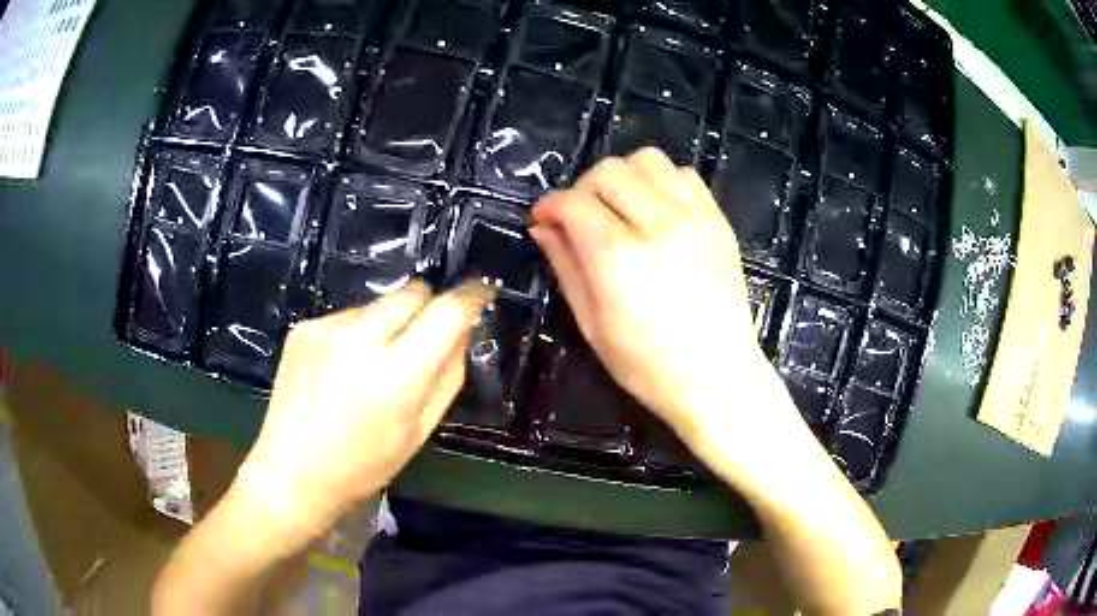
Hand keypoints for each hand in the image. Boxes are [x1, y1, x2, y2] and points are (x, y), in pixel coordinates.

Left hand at [231, 280, 491, 541]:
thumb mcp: (419, 431)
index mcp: (397, 372)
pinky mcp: (304, 327)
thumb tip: (462, 332)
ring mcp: (327, 327)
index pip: (447, 311)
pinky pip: (346, 317)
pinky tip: (340, 370)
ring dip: (388, 324)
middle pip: (413, 292)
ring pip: (378, 305)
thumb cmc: (363, 465)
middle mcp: (360, 336)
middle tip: (421, 342)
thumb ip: (448, 376)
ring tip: (371, 367)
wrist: (291, 472)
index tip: (480, 292)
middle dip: (427, 308)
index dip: (470, 297)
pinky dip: (355, 335)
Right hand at [529, 148, 784, 452]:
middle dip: (583, 189)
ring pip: (647, 160)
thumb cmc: (648, 366)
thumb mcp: (592, 325)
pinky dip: (661, 183)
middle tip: (580, 219)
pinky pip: (684, 174)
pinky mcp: (718, 221)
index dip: (549, 205)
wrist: (719, 377)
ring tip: (621, 210)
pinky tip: (657, 212)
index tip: (542, 220)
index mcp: (619, 258)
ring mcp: (695, 218)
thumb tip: (543, 227)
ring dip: (624, 178)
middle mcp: (659, 225)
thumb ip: (565, 266)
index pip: (573, 202)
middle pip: (609, 171)